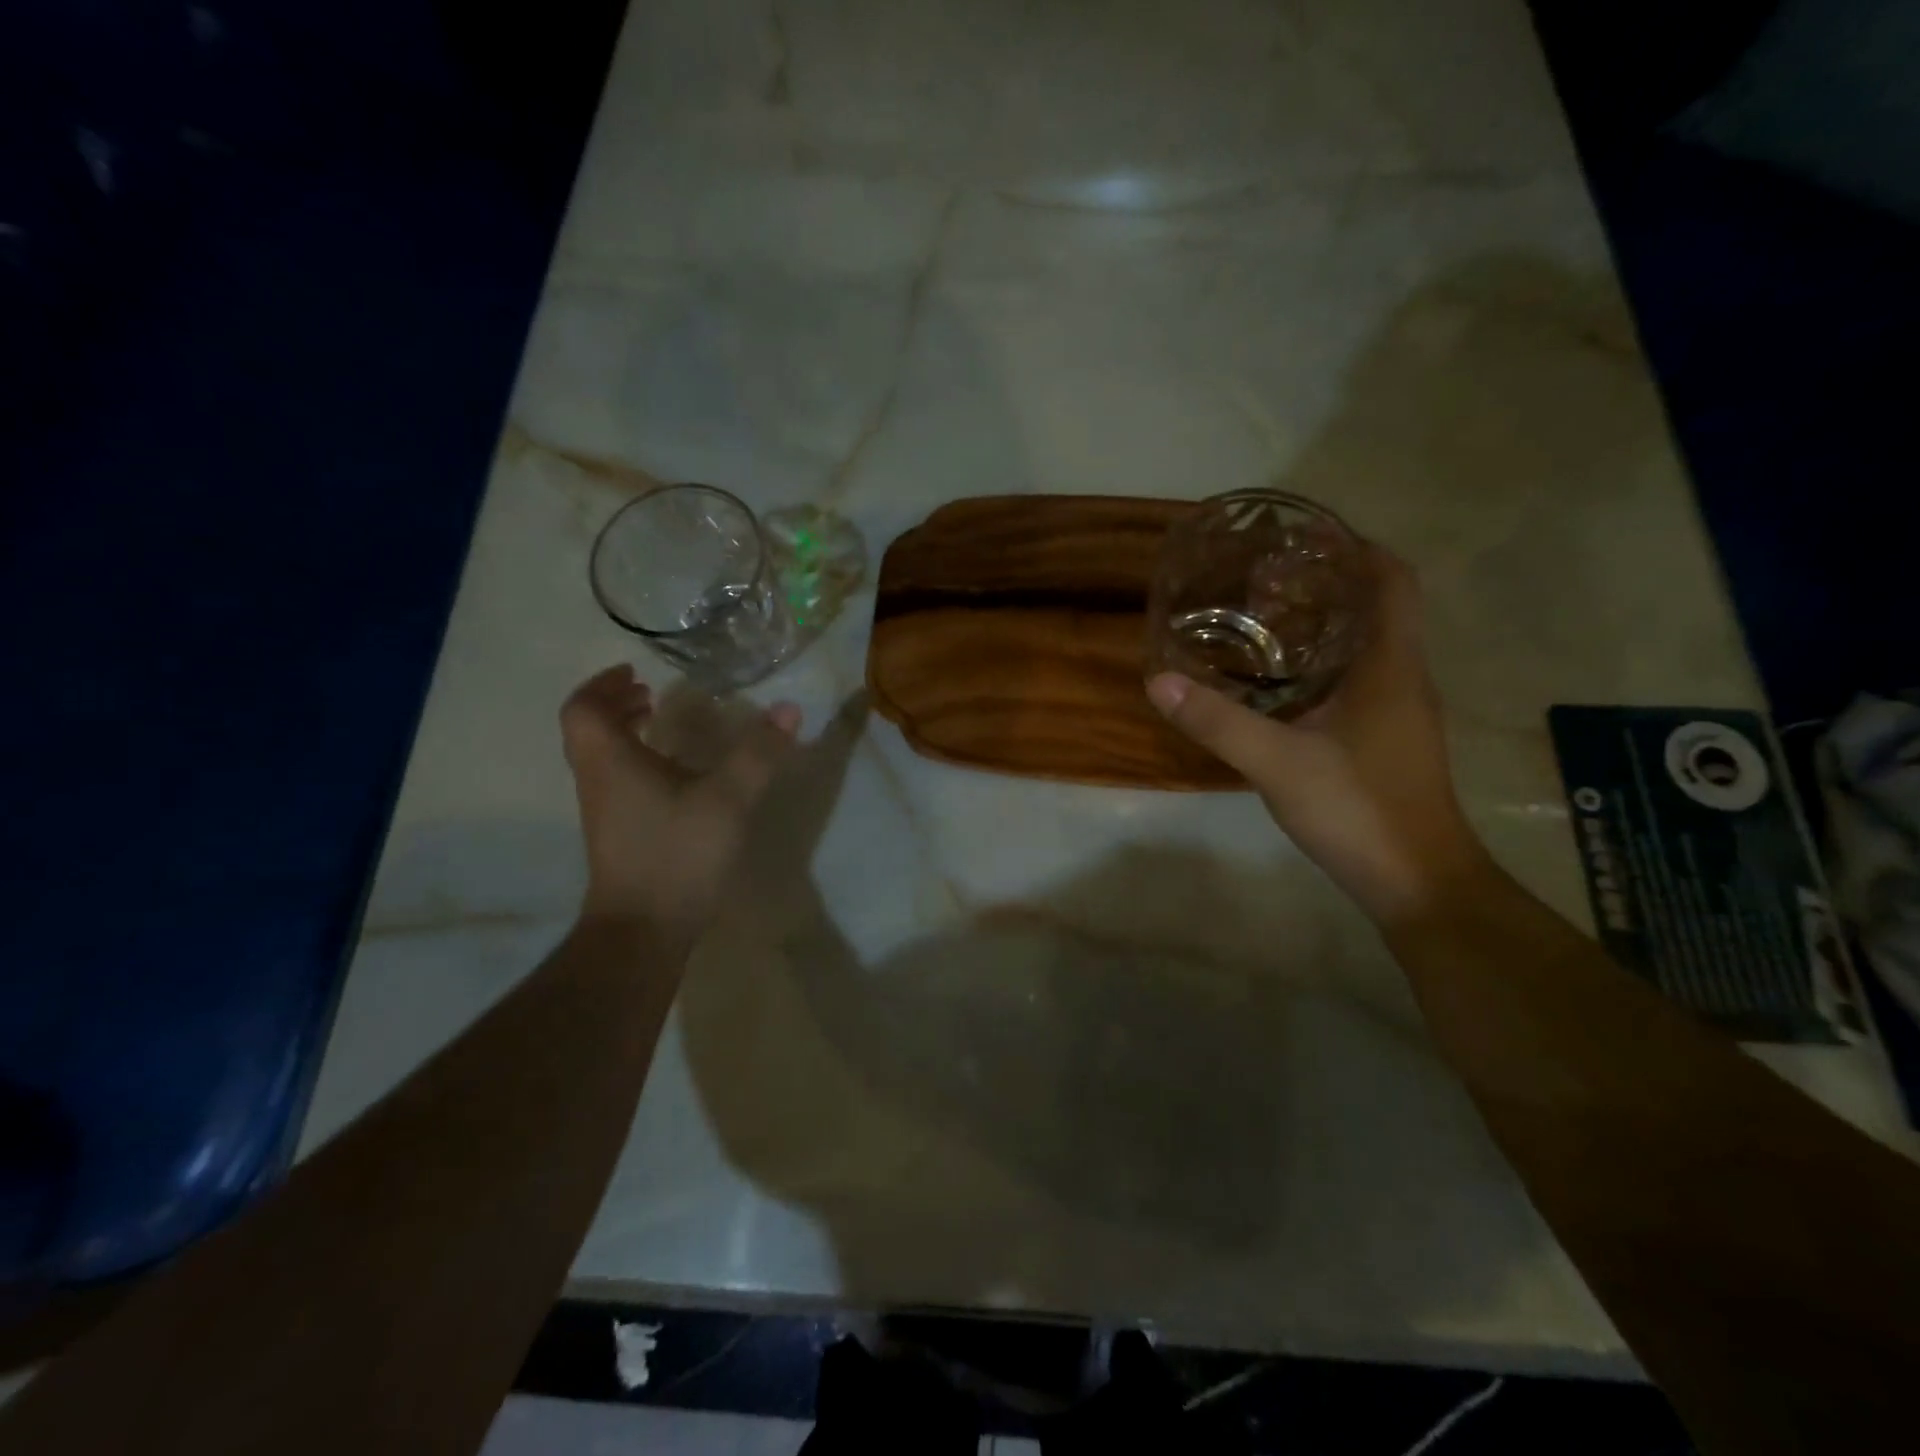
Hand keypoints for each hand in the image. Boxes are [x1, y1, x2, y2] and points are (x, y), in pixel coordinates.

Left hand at [560, 665, 800, 935]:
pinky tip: (675, 777)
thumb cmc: (677, 854)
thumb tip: (789, 708)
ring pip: (601, 757)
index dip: (603, 684)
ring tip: (663, 726)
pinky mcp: (618, 835)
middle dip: (616, 705)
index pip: (583, 708)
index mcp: (611, 761)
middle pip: (588, 730)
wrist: (642, 930)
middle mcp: (598, 781)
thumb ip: (758, 753)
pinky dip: (636, 762)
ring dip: (626, 733)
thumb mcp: (728, 799)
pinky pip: (617, 781)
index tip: (635, 674)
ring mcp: (604, 811)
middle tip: (650, 693)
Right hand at [1147, 547, 1487, 924]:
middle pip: (1378, 608)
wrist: (1417, 883)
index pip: (1393, 581)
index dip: (1358, 548)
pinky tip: (1279, 683)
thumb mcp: (1277, 762)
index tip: (1307, 535)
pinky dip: (1323, 665)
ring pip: (1367, 647)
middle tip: (1266, 577)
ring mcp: (1398, 713)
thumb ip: (1217, 721)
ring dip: (1325, 625)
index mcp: (1390, 666)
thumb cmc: (1358, 809)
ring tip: (1264, 618)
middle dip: (1329, 583)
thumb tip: (1158, 681)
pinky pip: (1358, 681)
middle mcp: (1403, 679)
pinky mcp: (1387, 741)